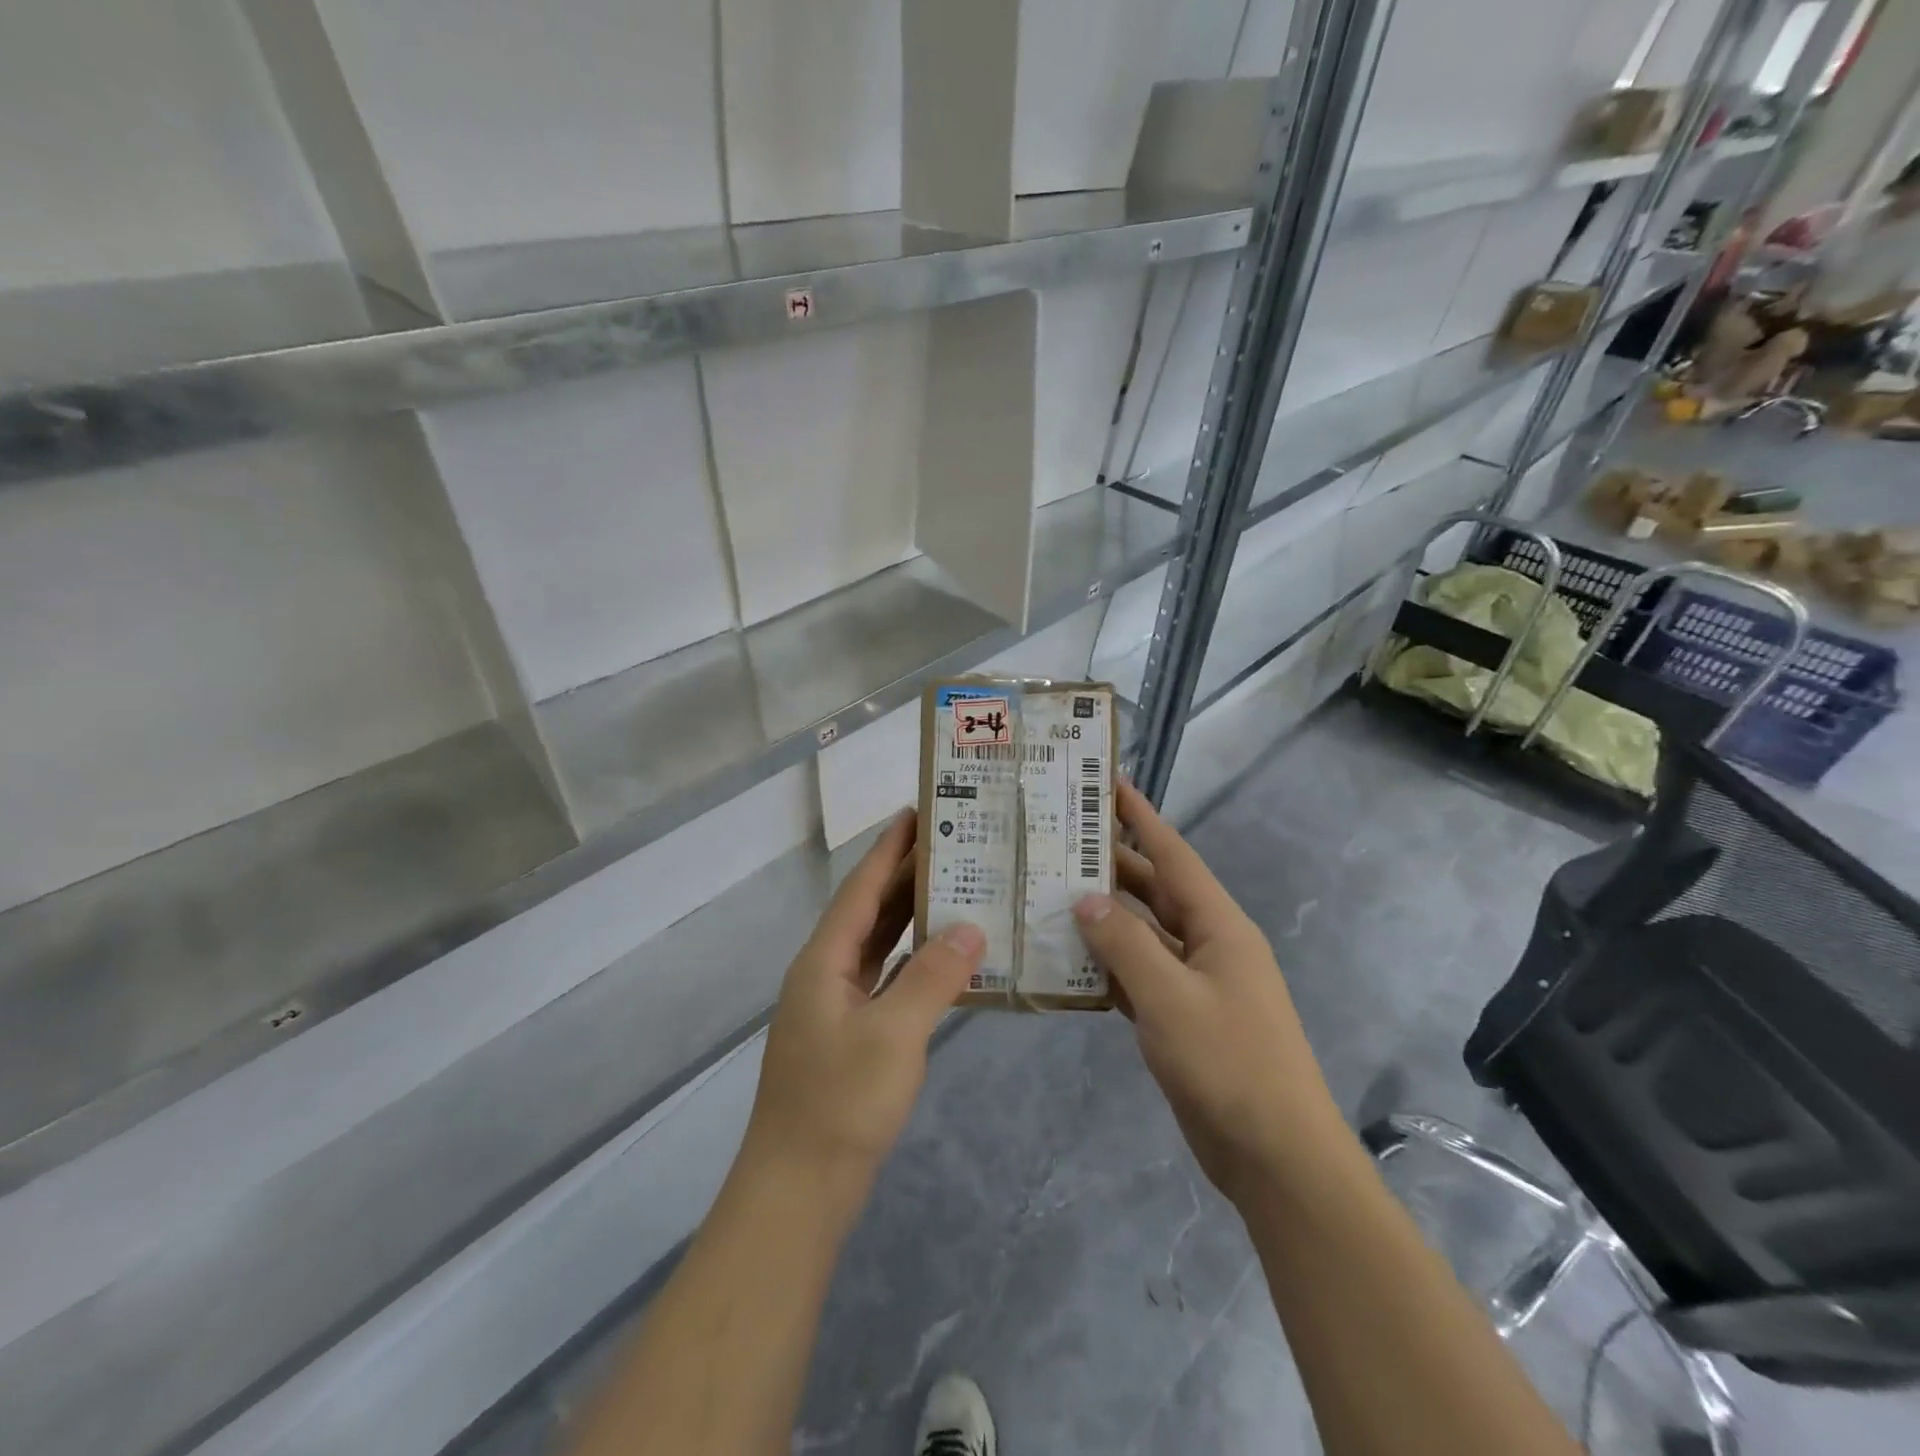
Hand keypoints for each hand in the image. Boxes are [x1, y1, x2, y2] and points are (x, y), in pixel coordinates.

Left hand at [742, 810, 983, 1192]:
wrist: (798, 1191)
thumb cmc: (840, 1103)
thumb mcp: (894, 1034)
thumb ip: (933, 976)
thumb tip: (970, 926)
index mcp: (824, 961)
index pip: (860, 889)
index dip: (888, 849)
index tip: (916, 812)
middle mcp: (825, 974)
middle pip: (869, 911)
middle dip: (905, 876)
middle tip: (951, 844)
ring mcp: (836, 1007)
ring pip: (878, 946)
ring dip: (911, 917)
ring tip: (955, 887)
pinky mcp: (851, 1037)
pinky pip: (886, 980)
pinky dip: (914, 962)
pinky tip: (945, 958)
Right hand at [1073, 784, 1343, 1205]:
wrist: (1276, 1156)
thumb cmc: (1229, 1064)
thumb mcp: (1170, 998)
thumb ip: (1125, 943)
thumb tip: (1086, 899)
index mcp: (1218, 926)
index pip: (1173, 855)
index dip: (1142, 817)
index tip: (1110, 782)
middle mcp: (1208, 944)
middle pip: (1154, 891)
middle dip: (1111, 865)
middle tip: (1059, 841)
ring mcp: (1196, 983)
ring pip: (1143, 934)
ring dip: (1104, 916)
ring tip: (1052, 892)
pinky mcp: (1182, 1017)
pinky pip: (1140, 975)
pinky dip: (1109, 964)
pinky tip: (1071, 959)